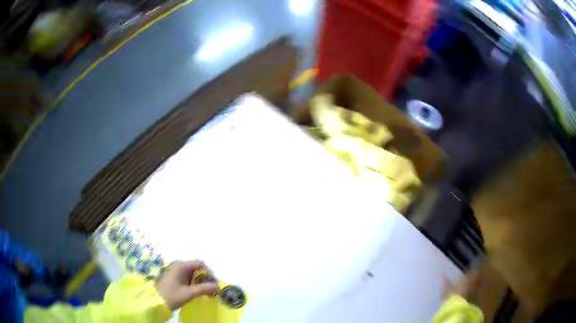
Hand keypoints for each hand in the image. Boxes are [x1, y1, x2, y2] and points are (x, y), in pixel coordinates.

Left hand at [156, 260, 218, 309]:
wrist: (156, 301)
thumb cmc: (172, 295)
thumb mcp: (189, 293)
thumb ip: (204, 289)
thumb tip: (218, 286)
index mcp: (181, 266)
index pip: (200, 264)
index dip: (209, 272)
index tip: (213, 284)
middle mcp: (179, 266)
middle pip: (197, 268)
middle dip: (206, 278)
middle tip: (211, 290)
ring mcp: (176, 271)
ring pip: (193, 273)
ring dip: (200, 282)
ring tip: (205, 293)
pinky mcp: (175, 277)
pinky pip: (188, 277)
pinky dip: (195, 283)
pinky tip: (196, 292)